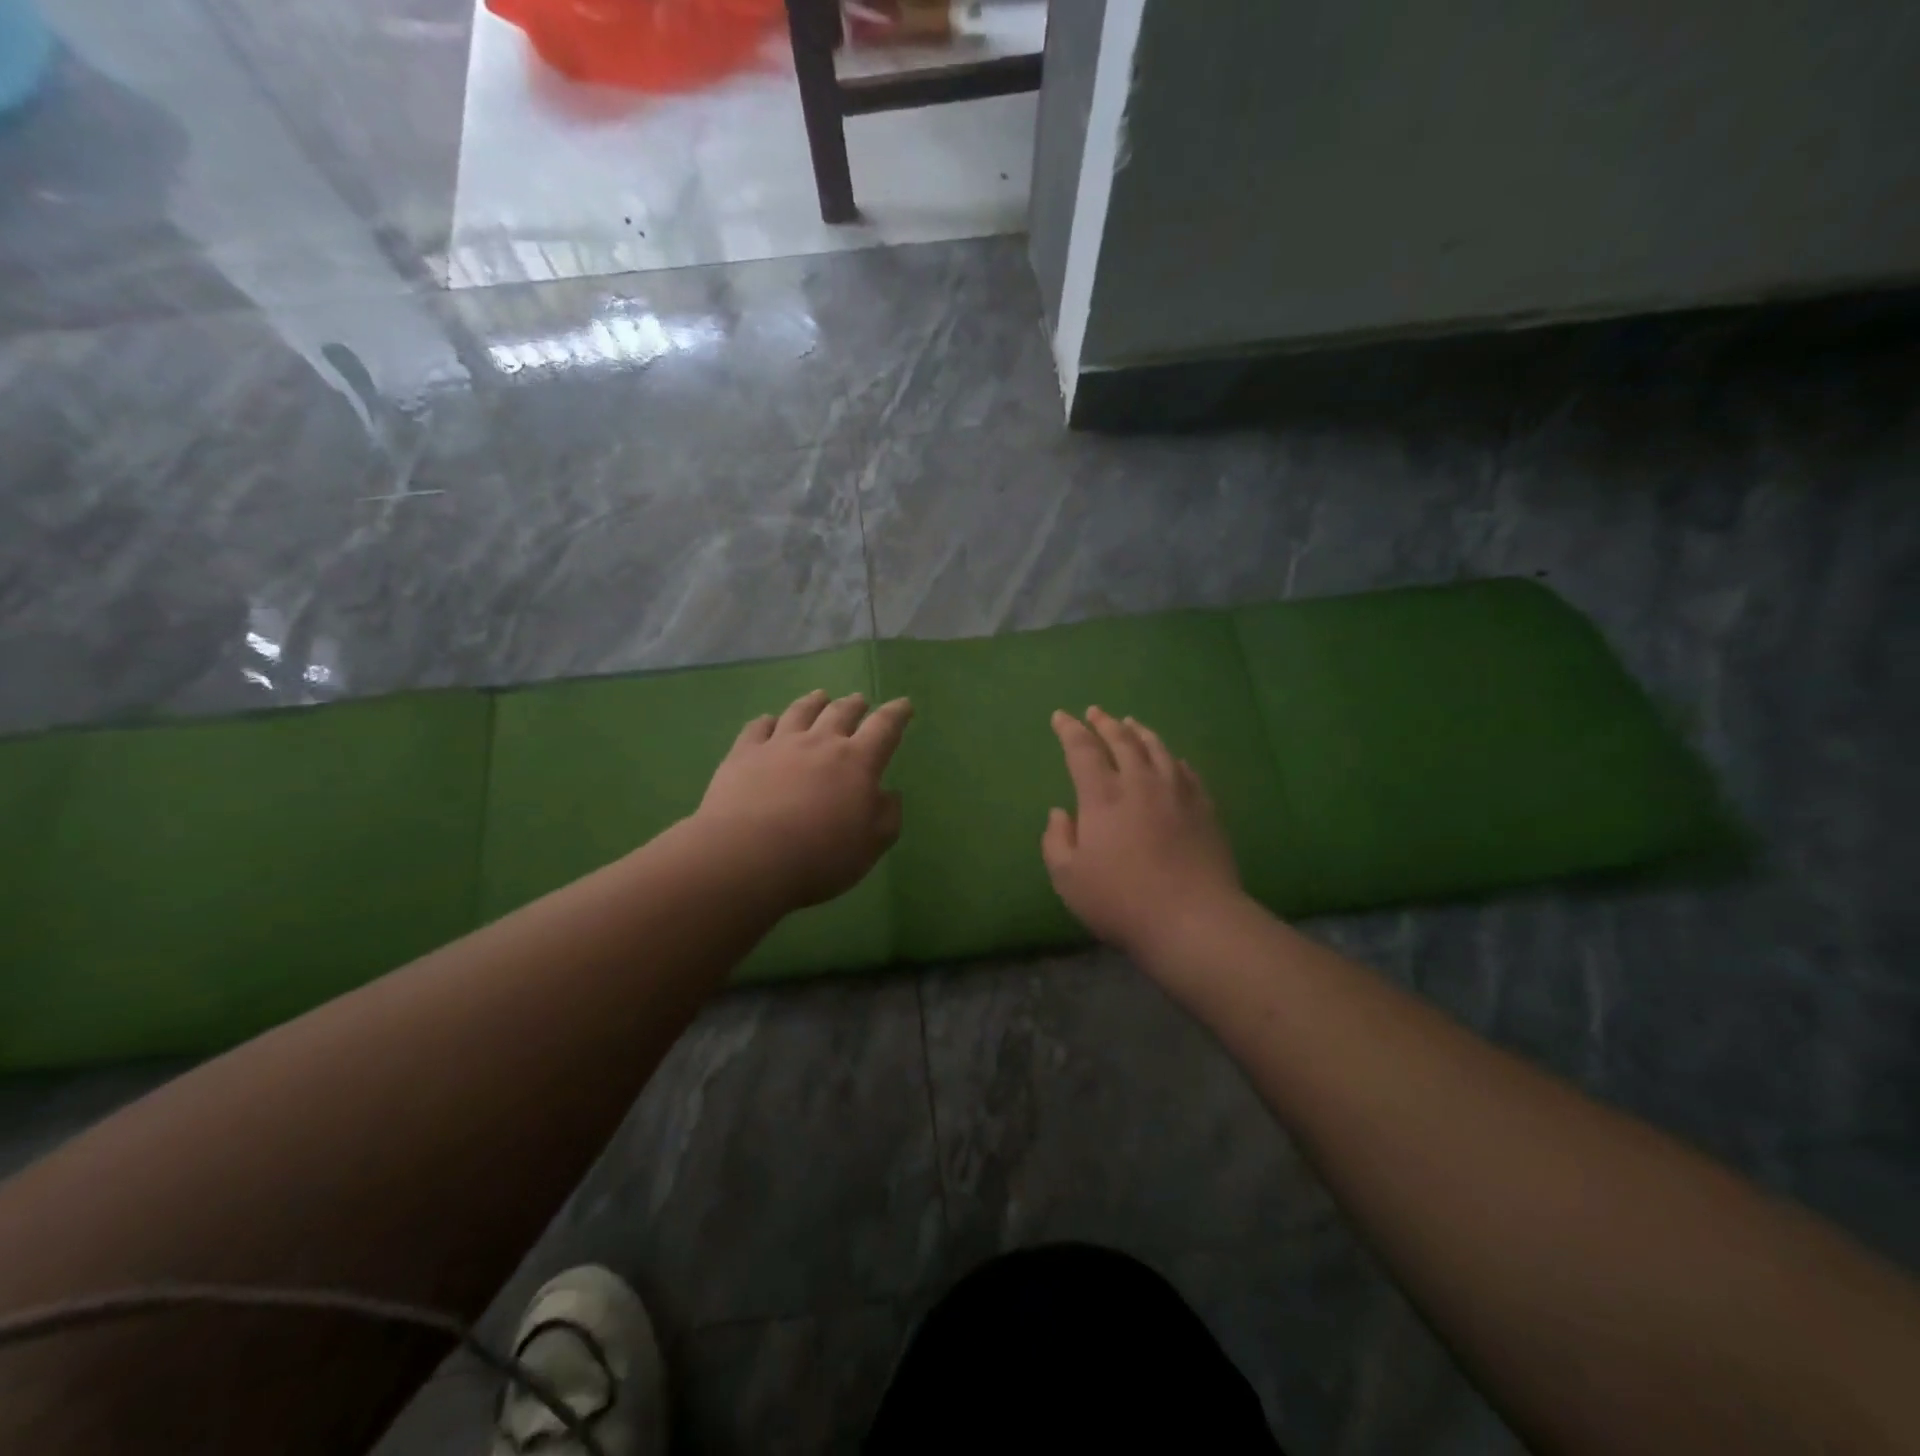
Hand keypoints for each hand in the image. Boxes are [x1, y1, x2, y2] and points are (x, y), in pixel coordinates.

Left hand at [694, 690, 911, 909]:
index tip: (904, 705)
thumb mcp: (871, 845)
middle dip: (855, 705)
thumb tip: (888, 794)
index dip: (896, 714)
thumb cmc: (820, 856)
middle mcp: (820, 743)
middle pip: (841, 712)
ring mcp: (778, 745)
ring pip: (800, 712)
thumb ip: (887, 816)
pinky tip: (769, 722)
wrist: (748, 857)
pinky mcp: (743, 755)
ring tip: (820, 697)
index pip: (884, 728)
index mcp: (857, 762)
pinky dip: (768, 721)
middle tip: (860, 701)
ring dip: (814, 702)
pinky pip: (757, 727)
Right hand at [1042, 707, 1244, 959]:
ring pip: (1157, 748)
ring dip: (1139, 732)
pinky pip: (1185, 770)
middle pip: (1122, 740)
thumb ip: (1057, 840)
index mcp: (1103, 796)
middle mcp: (1140, 783)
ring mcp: (1177, 793)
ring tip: (1130, 723)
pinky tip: (1170, 759)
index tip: (1060, 717)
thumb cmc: (1121, 900)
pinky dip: (1171, 758)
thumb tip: (1061, 813)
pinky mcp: (1205, 808)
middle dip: (1105, 723)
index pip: (1082, 750)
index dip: (1069, 730)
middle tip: (1095, 712)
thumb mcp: (1068, 878)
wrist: (1193, 919)